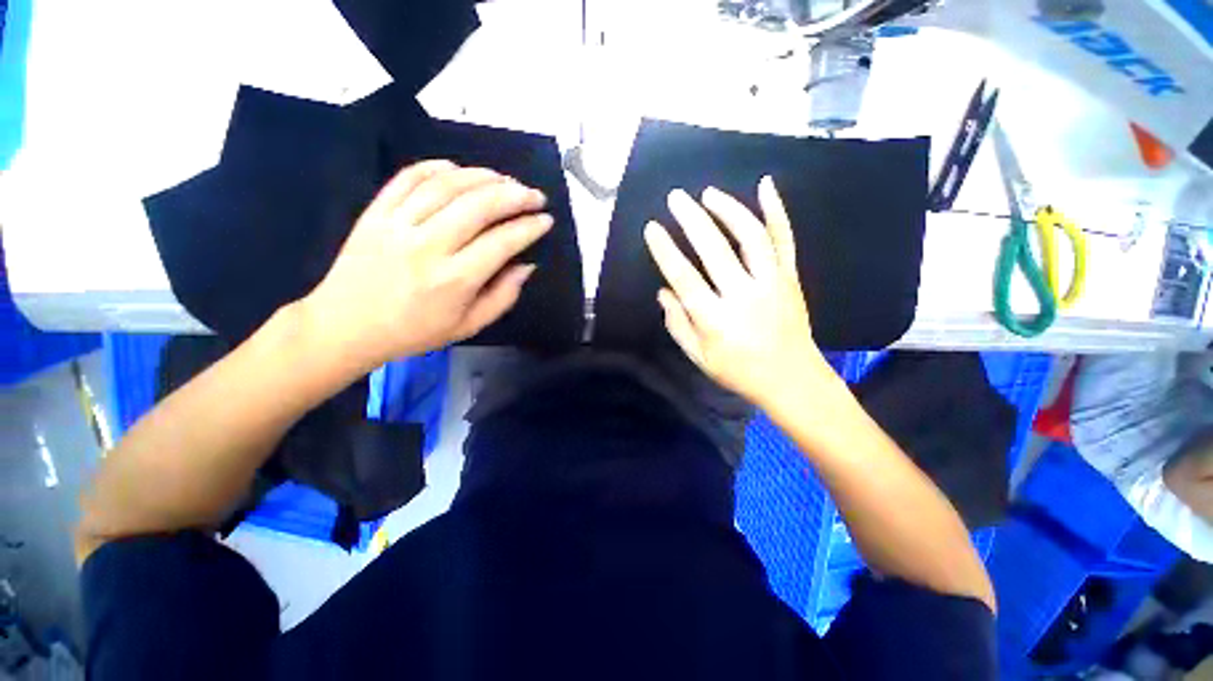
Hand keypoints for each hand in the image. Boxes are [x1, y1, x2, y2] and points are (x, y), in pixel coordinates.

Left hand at [302, 160, 551, 368]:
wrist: (346, 326)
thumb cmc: (415, 332)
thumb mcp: (469, 326)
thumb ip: (503, 296)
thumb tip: (526, 265)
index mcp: (455, 280)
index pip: (502, 242)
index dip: (529, 227)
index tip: (545, 220)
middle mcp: (428, 247)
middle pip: (478, 206)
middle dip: (515, 195)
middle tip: (534, 195)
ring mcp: (398, 225)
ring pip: (447, 186)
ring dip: (482, 177)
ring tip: (505, 179)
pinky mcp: (376, 212)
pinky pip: (408, 178)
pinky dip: (436, 168)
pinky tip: (457, 169)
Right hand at [643, 177, 834, 407]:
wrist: (792, 379)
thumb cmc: (739, 371)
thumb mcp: (699, 357)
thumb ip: (678, 325)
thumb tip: (663, 292)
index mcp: (715, 320)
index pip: (684, 278)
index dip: (665, 251)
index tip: (652, 228)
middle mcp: (743, 295)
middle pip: (714, 250)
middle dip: (692, 220)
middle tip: (675, 198)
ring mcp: (772, 283)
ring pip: (751, 237)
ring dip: (728, 209)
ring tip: (708, 193)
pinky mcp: (791, 277)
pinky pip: (784, 239)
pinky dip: (777, 211)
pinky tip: (766, 185)